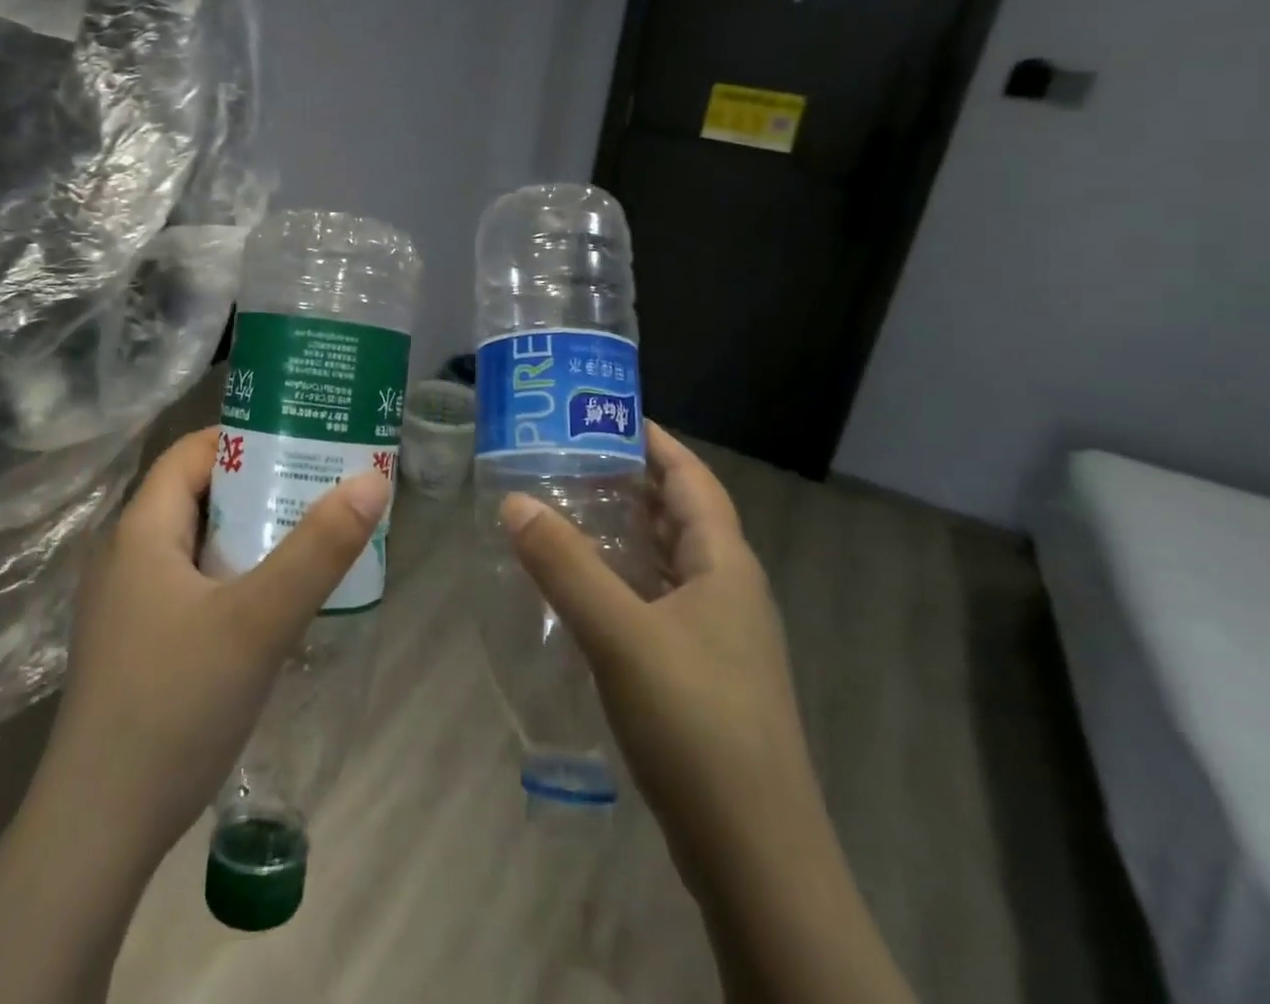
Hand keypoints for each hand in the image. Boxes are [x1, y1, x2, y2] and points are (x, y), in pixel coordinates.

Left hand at [0, 427, 391, 1003]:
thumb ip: (319, 548)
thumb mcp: (258, 620)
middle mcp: (127, 555)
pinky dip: (234, 575)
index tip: (303, 440)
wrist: (98, 828)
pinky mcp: (138, 643)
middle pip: (198, 494)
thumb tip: (373, 478)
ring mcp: (128, 603)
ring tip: (311, 536)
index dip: (245, 437)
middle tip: (322, 486)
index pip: (192, 452)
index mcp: (142, 530)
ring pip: (198, 543)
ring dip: (250, 534)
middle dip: (260, 486)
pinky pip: (193, 584)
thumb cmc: (174, 704)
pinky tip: (273, 602)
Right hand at [501, 424, 916, 1003]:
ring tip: (570, 509)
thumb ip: (564, 565)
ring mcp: (720, 636)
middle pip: (681, 515)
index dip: (655, 440)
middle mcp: (729, 590)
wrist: (756, 857)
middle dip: (632, 480)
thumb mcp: (621, 635)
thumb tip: (513, 500)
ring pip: (670, 561)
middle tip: (570, 456)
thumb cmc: (696, 725)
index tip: (605, 412)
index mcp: (724, 565)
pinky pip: (660, 601)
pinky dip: (625, 578)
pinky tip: (586, 589)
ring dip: (627, 530)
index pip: (692, 478)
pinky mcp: (704, 674)